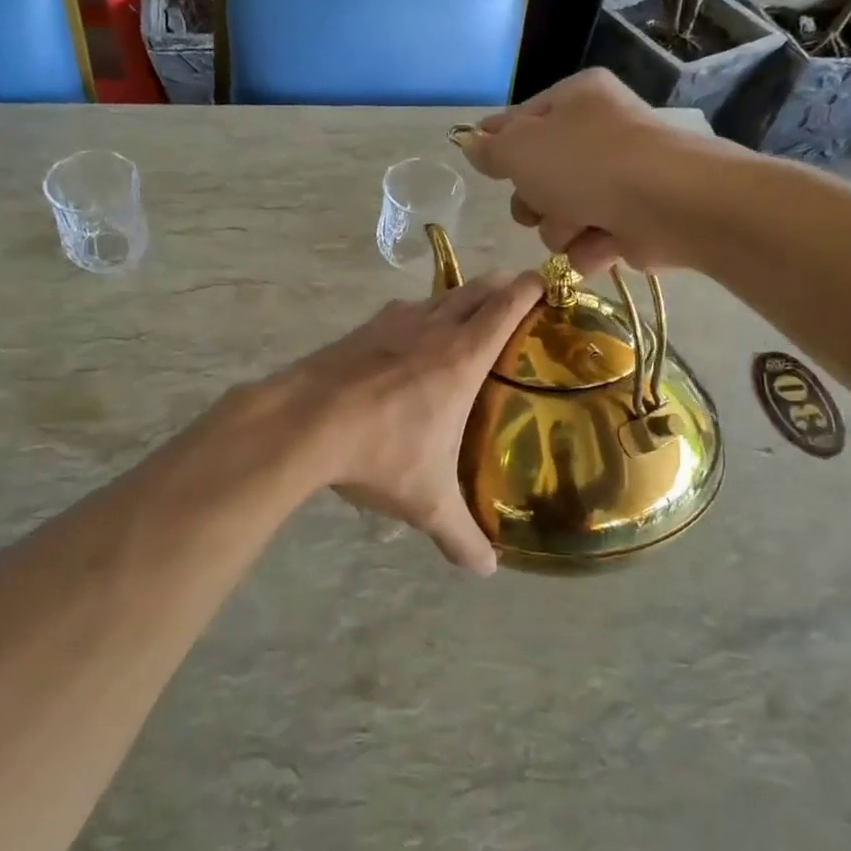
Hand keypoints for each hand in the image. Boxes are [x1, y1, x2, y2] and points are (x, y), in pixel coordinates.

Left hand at [272, 272, 542, 573]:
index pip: (505, 307)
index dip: (530, 288)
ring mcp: (393, 324)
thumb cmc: (380, 452)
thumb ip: (461, 535)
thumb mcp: (427, 501)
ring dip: (460, 296)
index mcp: (461, 358)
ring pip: (438, 296)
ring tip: (470, 310)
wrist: (303, 421)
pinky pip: (402, 311)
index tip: (547, 280)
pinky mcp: (361, 330)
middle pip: (476, 290)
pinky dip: (419, 313)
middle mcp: (432, 329)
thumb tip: (486, 570)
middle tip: (518, 292)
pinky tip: (410, 333)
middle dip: (501, 284)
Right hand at [458, 69, 697, 272]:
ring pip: (559, 215)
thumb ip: (490, 148)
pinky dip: (590, 247)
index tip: (487, 165)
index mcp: (576, 99)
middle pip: (538, 176)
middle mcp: (599, 134)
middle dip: (534, 200)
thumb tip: (471, 142)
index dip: (500, 145)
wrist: (667, 204)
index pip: (521, 120)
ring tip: (581, 224)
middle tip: (543, 202)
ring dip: (560, 227)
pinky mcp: (633, 221)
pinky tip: (602, 242)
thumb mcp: (520, 148)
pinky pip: (589, 240)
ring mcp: (619, 179)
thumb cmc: (586, 164)